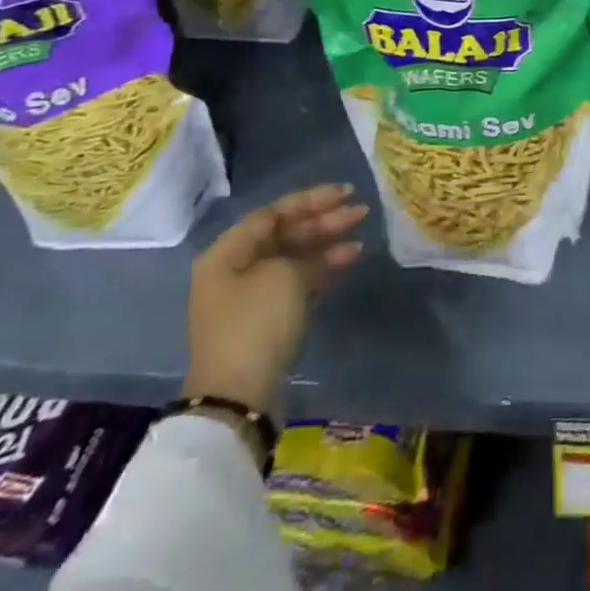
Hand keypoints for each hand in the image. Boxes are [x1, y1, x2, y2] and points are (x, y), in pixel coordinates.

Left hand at [183, 183, 366, 413]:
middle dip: (323, 219)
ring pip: (295, 255)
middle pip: (285, 233)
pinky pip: (298, 280)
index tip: (344, 193)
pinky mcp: (267, 319)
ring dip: (327, 242)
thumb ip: (302, 252)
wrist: (238, 397)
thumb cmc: (255, 324)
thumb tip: (314, 256)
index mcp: (228, 253)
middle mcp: (236, 269)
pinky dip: (323, 267)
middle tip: (359, 210)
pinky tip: (351, 256)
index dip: (310, 199)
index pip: (273, 213)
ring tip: (361, 230)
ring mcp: (251, 296)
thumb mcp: (283, 275)